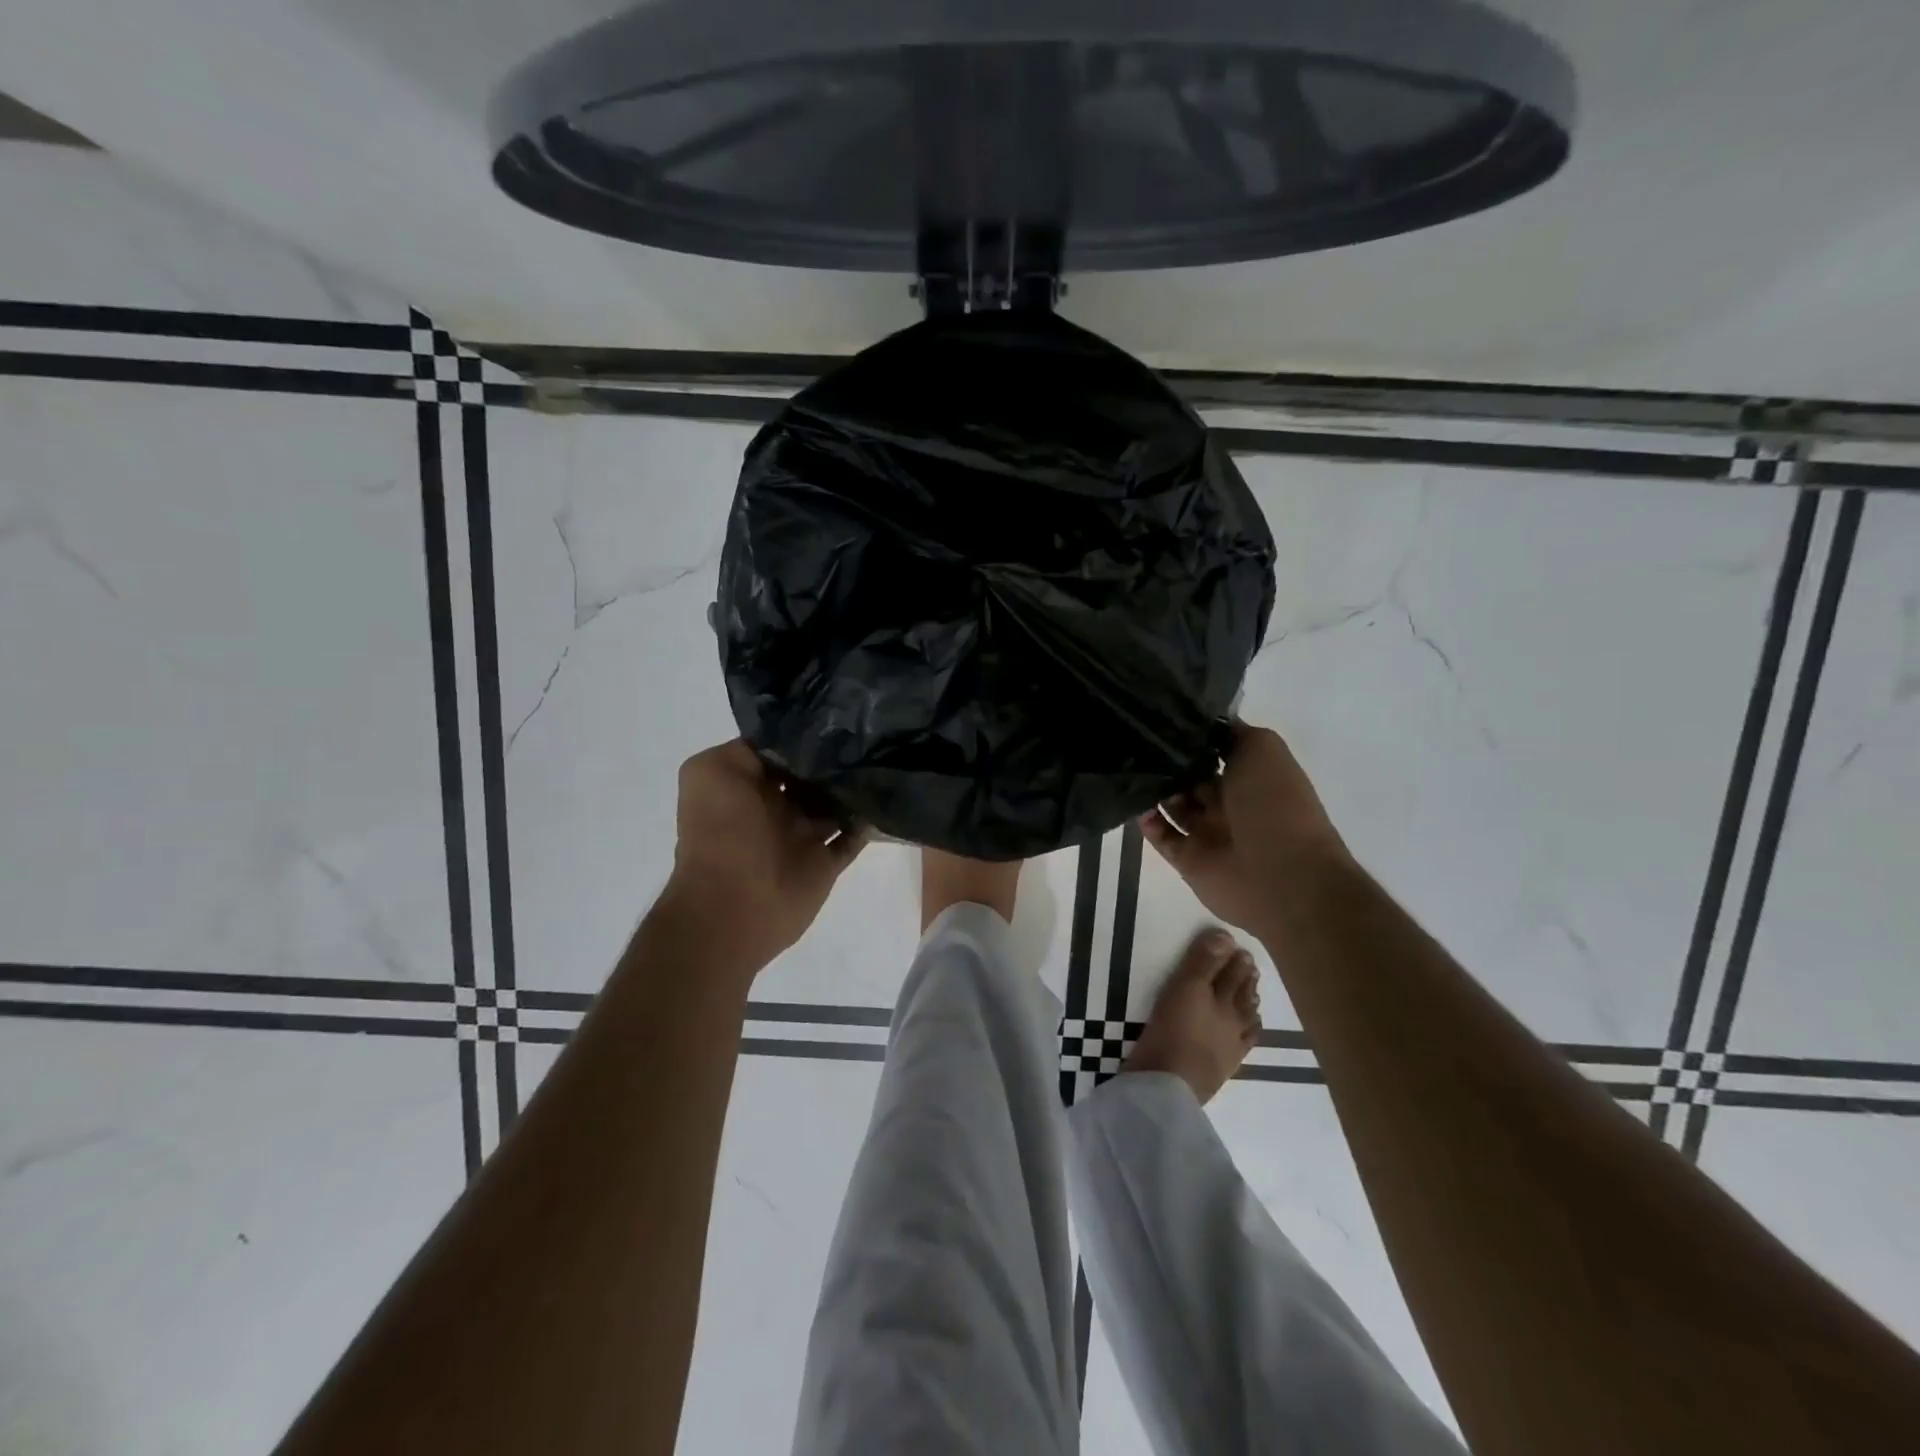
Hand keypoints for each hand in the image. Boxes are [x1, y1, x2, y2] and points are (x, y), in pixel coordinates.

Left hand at [661, 740, 865, 972]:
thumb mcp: (710, 771)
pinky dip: (868, 822)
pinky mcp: (824, 862)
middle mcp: (775, 806)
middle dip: (836, 756)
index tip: (837, 714)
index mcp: (746, 784)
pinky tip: (887, 796)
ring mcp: (802, 835)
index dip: (804, 733)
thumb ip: (747, 749)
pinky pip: (853, 837)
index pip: (781, 750)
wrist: (732, 904)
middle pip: (812, 774)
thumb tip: (791, 741)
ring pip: (836, 803)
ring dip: (855, 786)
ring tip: (884, 757)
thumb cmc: (721, 832)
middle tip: (870, 733)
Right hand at [1141, 722, 1350, 937]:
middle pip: (1190, 775)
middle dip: (1167, 759)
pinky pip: (1162, 836)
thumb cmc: (1276, 805)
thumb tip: (1203, 722)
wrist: (1283, 876)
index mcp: (1251, 775)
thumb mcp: (1263, 748)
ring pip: (1173, 804)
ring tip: (1130, 767)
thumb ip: (1232, 731)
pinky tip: (1135, 803)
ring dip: (1155, 788)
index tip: (1159, 716)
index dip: (1191, 734)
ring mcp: (1209, 832)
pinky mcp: (1189, 860)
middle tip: (1136, 740)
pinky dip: (1147, 821)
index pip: (1215, 749)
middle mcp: (1230, 802)